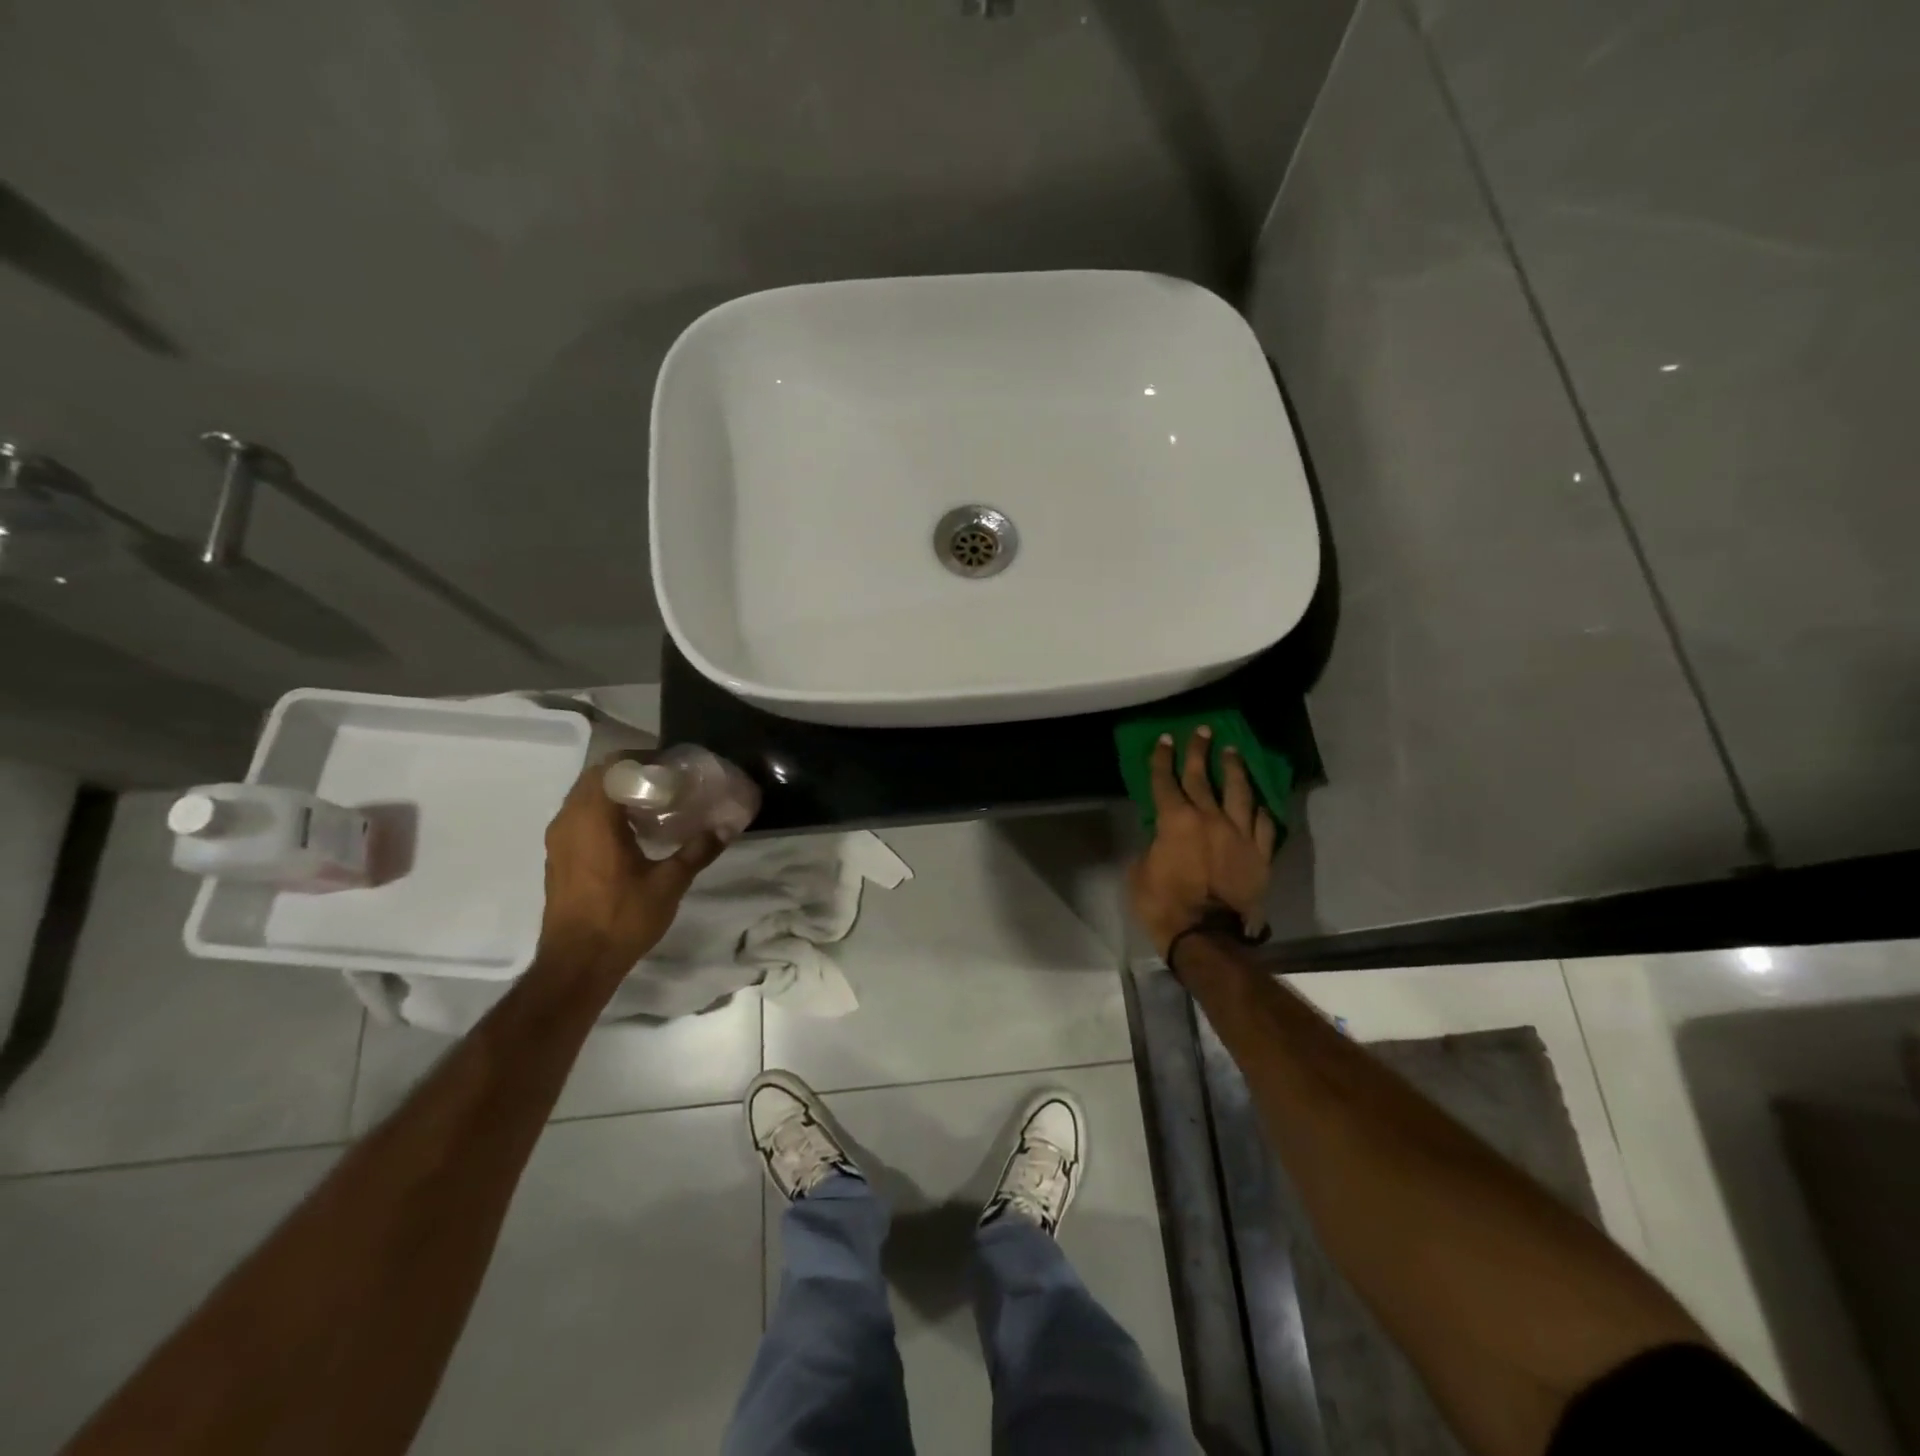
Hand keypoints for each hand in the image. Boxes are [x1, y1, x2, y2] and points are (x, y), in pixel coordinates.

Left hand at [535, 758, 730, 981]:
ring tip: (652, 803)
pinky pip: (579, 816)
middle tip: (666, 782)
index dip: (643, 760)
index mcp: (594, 819)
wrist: (576, 963)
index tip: (672, 768)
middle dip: (631, 772)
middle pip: (597, 777)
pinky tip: (632, 830)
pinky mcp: (558, 855)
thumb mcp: (669, 884)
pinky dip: (603, 811)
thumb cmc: (622, 919)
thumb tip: (726, 828)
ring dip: (615, 791)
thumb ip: (697, 850)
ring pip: (585, 796)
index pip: (613, 767)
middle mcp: (569, 820)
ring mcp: (559, 838)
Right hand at [1127, 726, 1278, 956]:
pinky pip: (1263, 824)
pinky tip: (1258, 801)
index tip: (1164, 740)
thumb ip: (1151, 848)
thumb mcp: (1140, 873)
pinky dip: (1259, 810)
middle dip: (1199, 752)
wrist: (1206, 936)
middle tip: (1202, 731)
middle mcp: (1209, 818)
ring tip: (1232, 751)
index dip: (1162, 759)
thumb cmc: (1164, 905)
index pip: (1165, 781)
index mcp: (1175, 821)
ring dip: (1233, 769)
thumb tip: (1160, 841)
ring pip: (1238, 793)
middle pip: (1202, 778)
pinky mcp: (1260, 854)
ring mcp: (1239, 834)